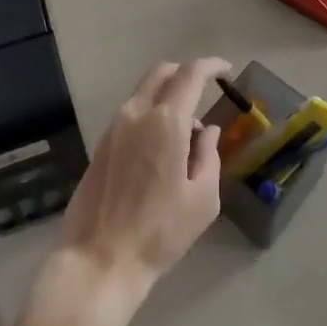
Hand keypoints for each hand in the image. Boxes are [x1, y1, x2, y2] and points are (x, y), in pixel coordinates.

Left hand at [43, 58, 225, 317]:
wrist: (100, 259)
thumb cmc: (160, 232)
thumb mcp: (202, 199)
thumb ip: (209, 156)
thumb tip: (207, 131)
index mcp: (166, 121)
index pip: (191, 74)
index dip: (211, 66)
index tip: (226, 70)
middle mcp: (136, 113)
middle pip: (162, 72)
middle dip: (186, 72)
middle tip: (206, 89)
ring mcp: (114, 126)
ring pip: (144, 91)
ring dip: (168, 96)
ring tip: (185, 132)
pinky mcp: (101, 143)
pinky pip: (131, 113)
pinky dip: (151, 113)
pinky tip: (161, 147)